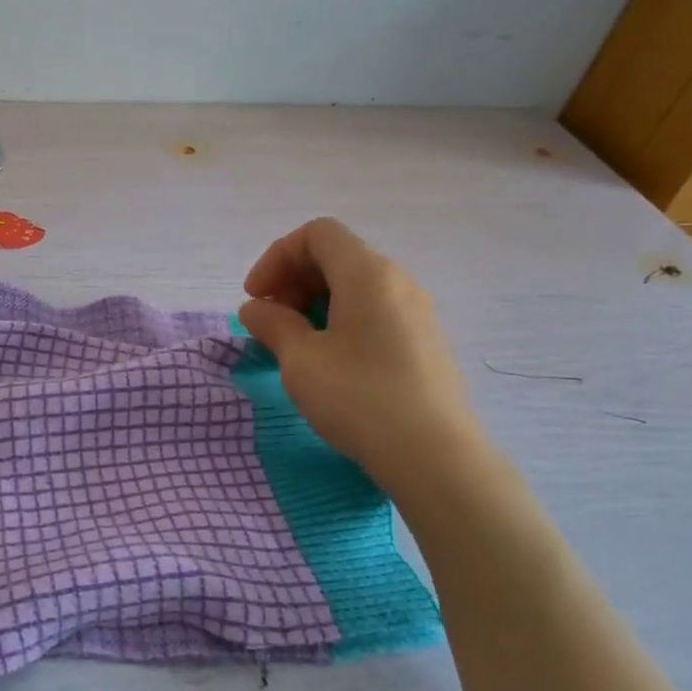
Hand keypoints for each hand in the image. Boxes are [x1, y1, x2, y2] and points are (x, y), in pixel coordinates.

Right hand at [238, 218, 485, 497]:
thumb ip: (272, 324)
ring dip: (314, 302)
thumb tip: (256, 308)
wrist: (435, 456)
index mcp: (368, 274)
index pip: (317, 234)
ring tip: (294, 343)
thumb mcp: (300, 360)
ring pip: (355, 285)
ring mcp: (417, 311)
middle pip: (336, 256)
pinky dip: (340, 319)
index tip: (256, 298)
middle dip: (293, 279)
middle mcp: (398, 281)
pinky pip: (374, 310)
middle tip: (270, 321)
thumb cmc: (359, 398)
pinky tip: (328, 360)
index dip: (277, 257)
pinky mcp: (424, 341)